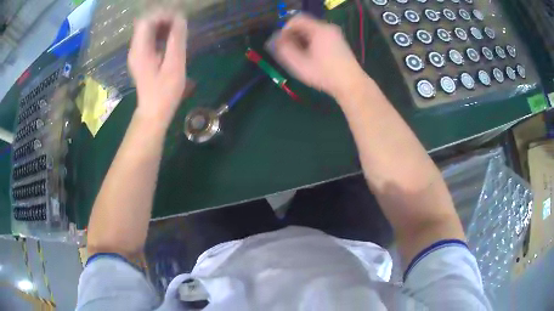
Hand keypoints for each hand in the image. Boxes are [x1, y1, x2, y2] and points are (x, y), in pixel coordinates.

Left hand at [128, 11, 186, 127]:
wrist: (154, 112)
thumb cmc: (165, 92)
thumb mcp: (174, 65)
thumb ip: (176, 40)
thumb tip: (180, 18)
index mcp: (140, 50)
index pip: (146, 20)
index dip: (163, 14)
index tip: (179, 19)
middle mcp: (135, 48)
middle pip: (145, 22)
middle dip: (163, 17)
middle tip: (180, 22)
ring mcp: (137, 52)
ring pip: (147, 28)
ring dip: (163, 23)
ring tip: (178, 28)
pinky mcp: (141, 56)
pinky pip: (149, 36)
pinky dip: (161, 32)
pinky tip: (171, 37)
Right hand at [268, 14, 365, 99]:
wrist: (351, 84)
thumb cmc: (324, 74)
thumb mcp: (299, 64)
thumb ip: (284, 50)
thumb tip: (275, 40)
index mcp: (319, 29)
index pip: (296, 19)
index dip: (285, 29)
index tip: (281, 43)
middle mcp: (328, 28)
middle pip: (304, 25)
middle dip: (293, 36)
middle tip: (288, 51)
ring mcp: (335, 34)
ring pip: (312, 31)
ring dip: (301, 40)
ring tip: (298, 56)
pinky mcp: (339, 42)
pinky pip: (320, 36)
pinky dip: (311, 43)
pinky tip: (310, 57)